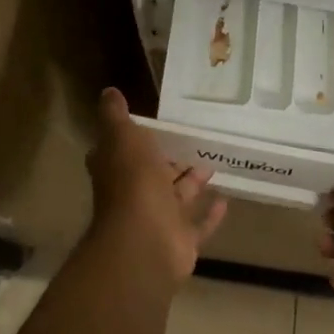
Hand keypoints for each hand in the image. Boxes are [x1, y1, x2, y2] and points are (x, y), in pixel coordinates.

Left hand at [88, 89, 227, 280]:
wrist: (146, 241)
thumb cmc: (133, 182)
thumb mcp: (122, 137)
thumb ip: (115, 116)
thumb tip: (108, 92)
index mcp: (119, 168)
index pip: (120, 151)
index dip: (131, 139)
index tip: (151, 124)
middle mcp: (136, 194)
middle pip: (154, 173)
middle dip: (170, 159)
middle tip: (193, 140)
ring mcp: (159, 219)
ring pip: (177, 197)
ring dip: (193, 182)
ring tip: (214, 162)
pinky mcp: (181, 240)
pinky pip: (198, 225)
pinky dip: (210, 214)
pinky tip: (226, 199)